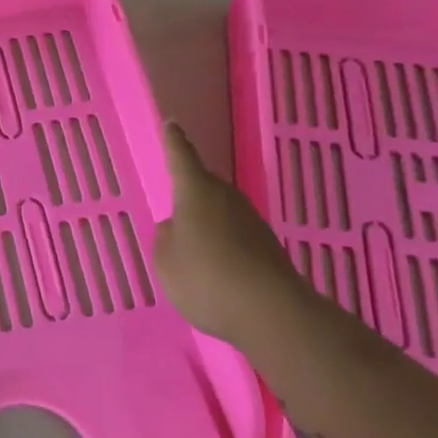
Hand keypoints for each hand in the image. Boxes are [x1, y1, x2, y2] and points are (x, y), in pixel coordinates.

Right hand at [154, 122, 304, 341]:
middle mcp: (226, 197)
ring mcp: (252, 221)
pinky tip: (217, 270)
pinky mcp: (268, 248)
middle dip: (190, 192)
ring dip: (208, 223)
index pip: (181, 156)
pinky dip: (224, 246)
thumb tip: (176, 228)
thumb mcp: (165, 260)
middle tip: (176, 207)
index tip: (171, 124)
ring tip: (193, 248)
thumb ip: (165, 238)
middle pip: (204, 185)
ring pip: (222, 212)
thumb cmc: (205, 277)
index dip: (173, 141)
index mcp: (195, 191)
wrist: (271, 313)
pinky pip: (236, 237)